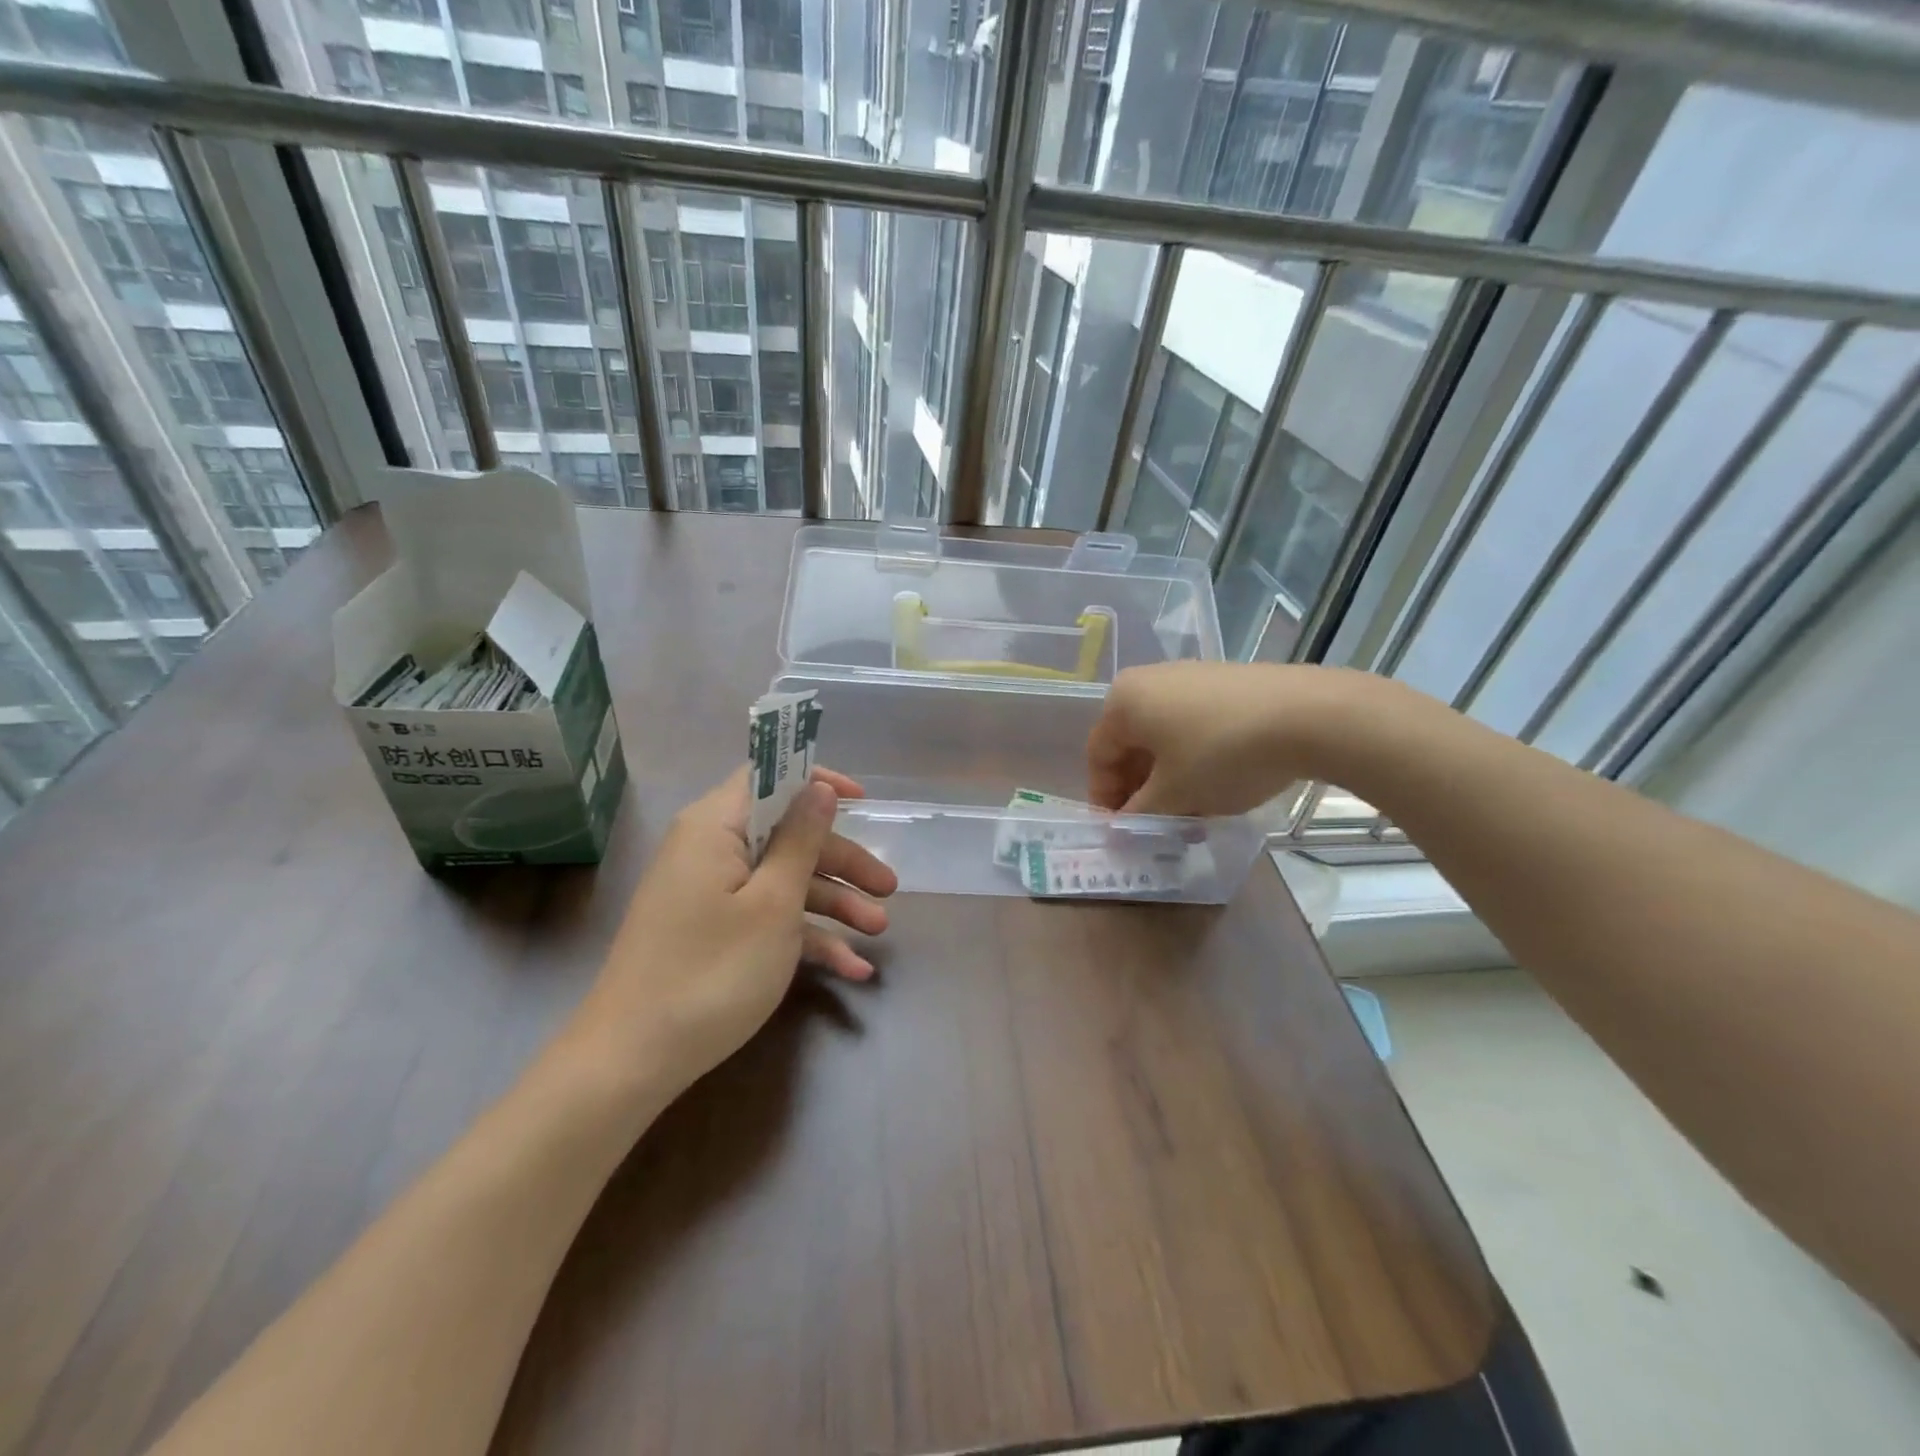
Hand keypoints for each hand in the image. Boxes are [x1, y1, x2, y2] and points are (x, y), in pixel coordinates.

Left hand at [570, 766, 897, 1092]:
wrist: (631, 1062)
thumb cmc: (712, 971)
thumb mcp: (773, 904)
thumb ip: (801, 840)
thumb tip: (818, 788)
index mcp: (715, 827)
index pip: (767, 777)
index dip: (816, 782)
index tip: (863, 802)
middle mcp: (710, 851)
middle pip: (786, 836)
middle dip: (842, 862)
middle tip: (888, 888)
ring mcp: (710, 895)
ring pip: (782, 881)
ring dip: (833, 904)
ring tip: (879, 931)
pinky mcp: (713, 933)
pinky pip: (766, 918)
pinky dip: (804, 937)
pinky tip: (850, 968)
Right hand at [1088, 662, 1384, 815]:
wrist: (1307, 715)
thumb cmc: (1221, 754)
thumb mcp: (1173, 795)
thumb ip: (1138, 815)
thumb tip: (1121, 829)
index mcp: (1123, 701)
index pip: (1098, 755)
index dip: (1104, 798)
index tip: (1122, 831)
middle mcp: (1150, 679)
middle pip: (1131, 743)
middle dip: (1139, 787)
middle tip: (1155, 824)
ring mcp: (1190, 676)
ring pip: (1164, 735)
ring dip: (1168, 775)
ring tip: (1189, 809)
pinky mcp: (1226, 681)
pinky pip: (1193, 723)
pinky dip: (1194, 756)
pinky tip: (1217, 782)